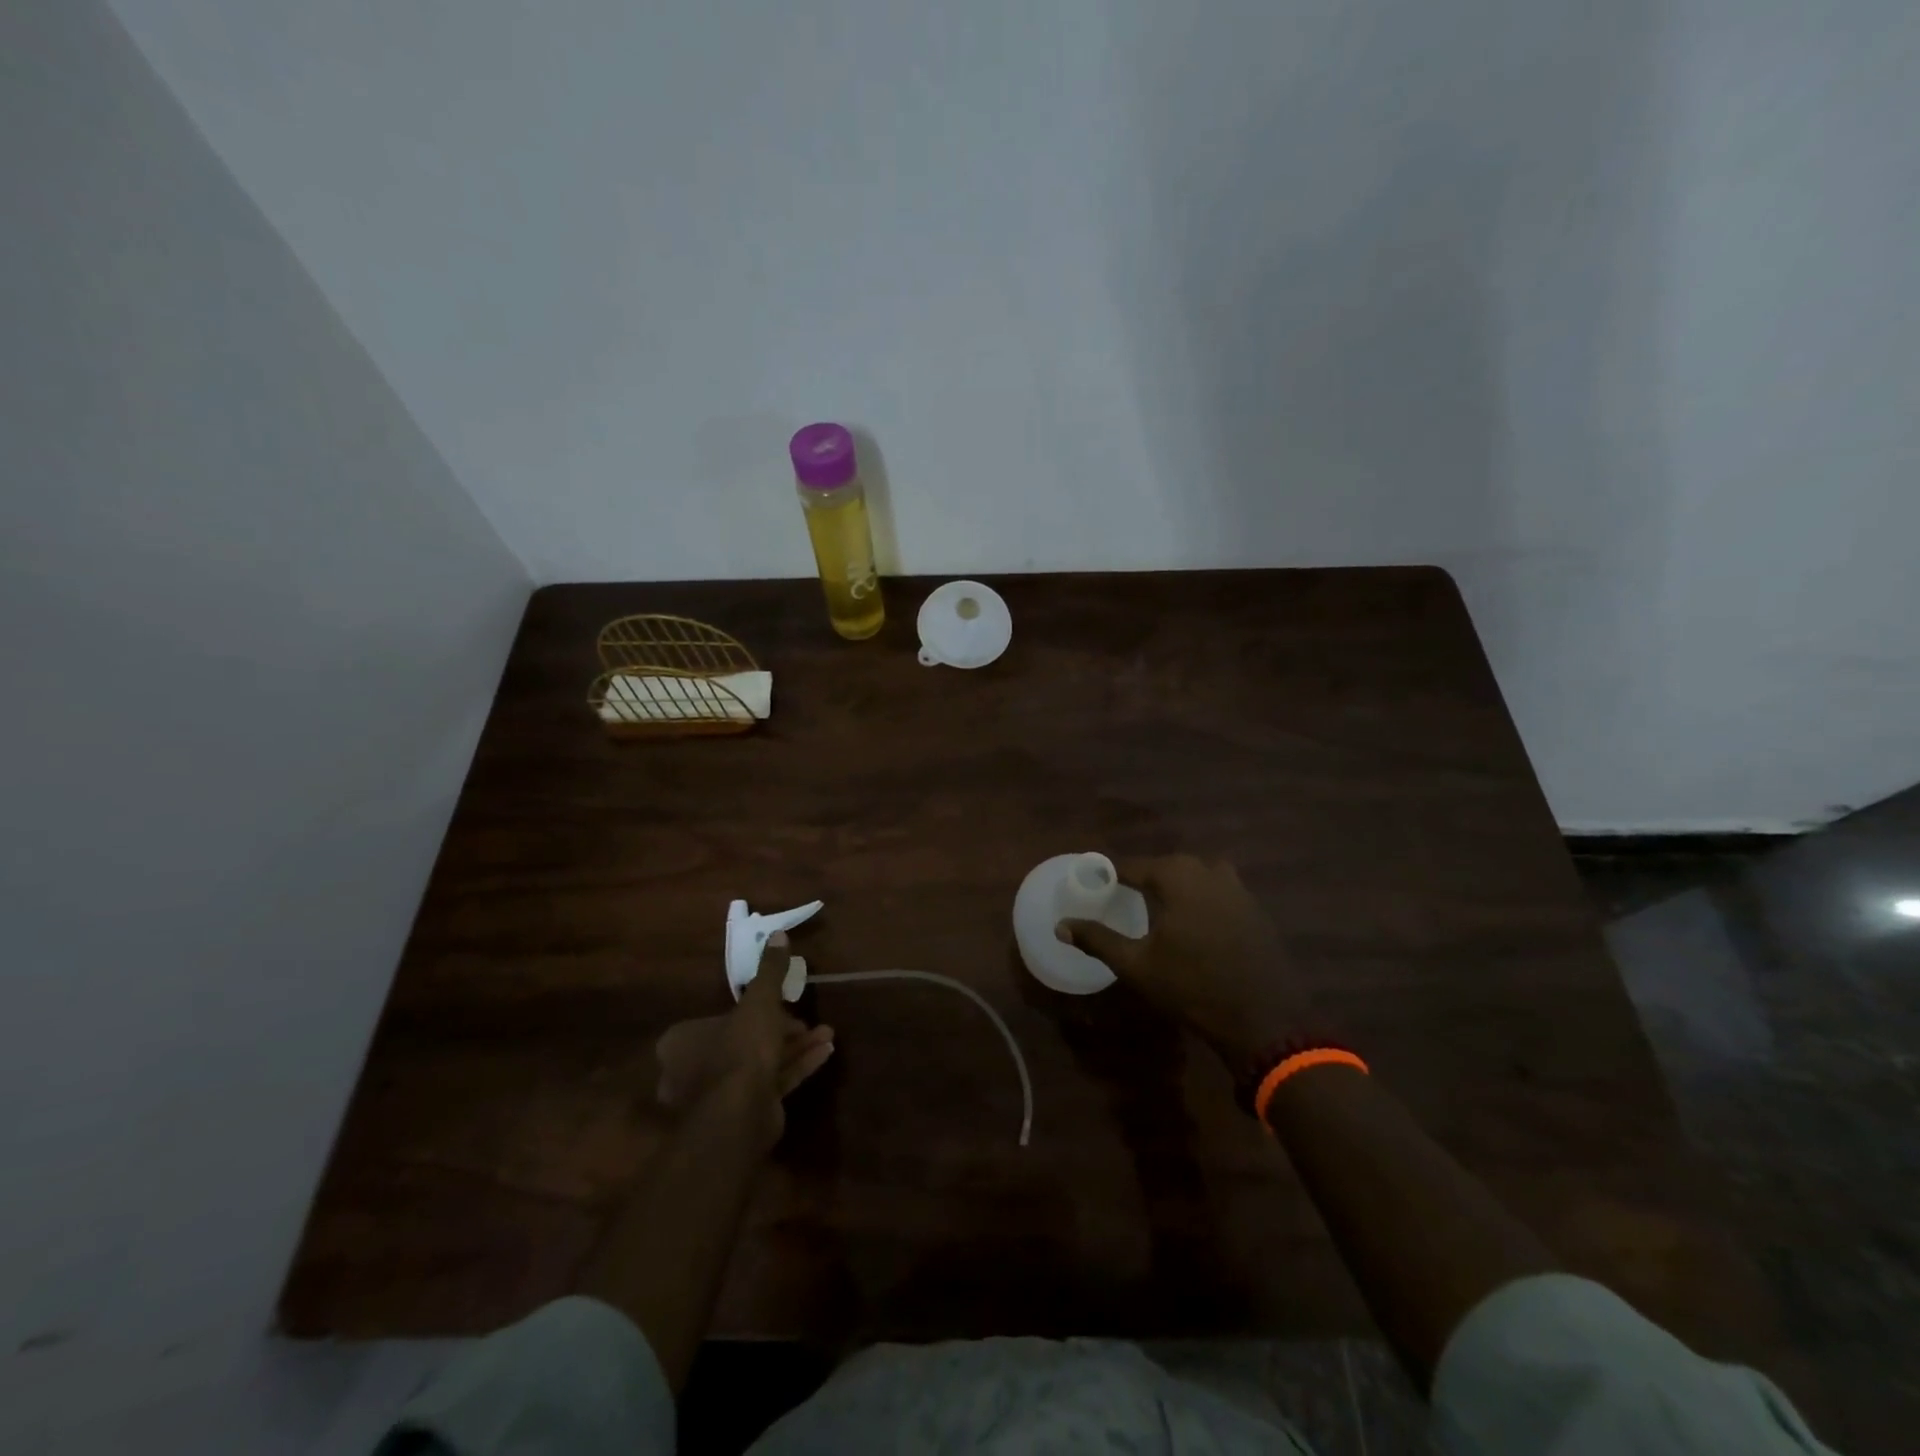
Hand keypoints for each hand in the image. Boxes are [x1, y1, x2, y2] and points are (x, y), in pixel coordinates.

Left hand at [655, 933, 834, 1150]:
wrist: (740, 1114)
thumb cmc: (740, 1049)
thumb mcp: (759, 1001)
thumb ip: (769, 971)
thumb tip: (778, 934)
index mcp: (684, 1040)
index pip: (719, 1018)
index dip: (754, 1009)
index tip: (782, 1002)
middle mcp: (696, 1068)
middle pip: (745, 1039)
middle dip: (781, 1028)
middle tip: (806, 1020)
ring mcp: (721, 1094)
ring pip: (762, 1061)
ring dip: (795, 1046)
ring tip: (827, 1034)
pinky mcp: (746, 1111)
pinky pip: (774, 1081)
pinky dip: (798, 1066)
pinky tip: (826, 1052)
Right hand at [1056, 855, 1315, 1066]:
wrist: (1264, 1020)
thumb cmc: (1192, 988)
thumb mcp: (1137, 965)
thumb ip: (1097, 939)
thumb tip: (1060, 925)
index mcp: (1177, 876)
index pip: (1132, 866)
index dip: (1110, 873)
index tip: (1092, 881)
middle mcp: (1209, 871)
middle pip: (1167, 866)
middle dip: (1144, 878)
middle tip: (1124, 896)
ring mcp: (1238, 889)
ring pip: (1197, 876)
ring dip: (1177, 886)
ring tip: (1160, 908)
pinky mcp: (1255, 910)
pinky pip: (1219, 892)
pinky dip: (1201, 900)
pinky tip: (1194, 926)